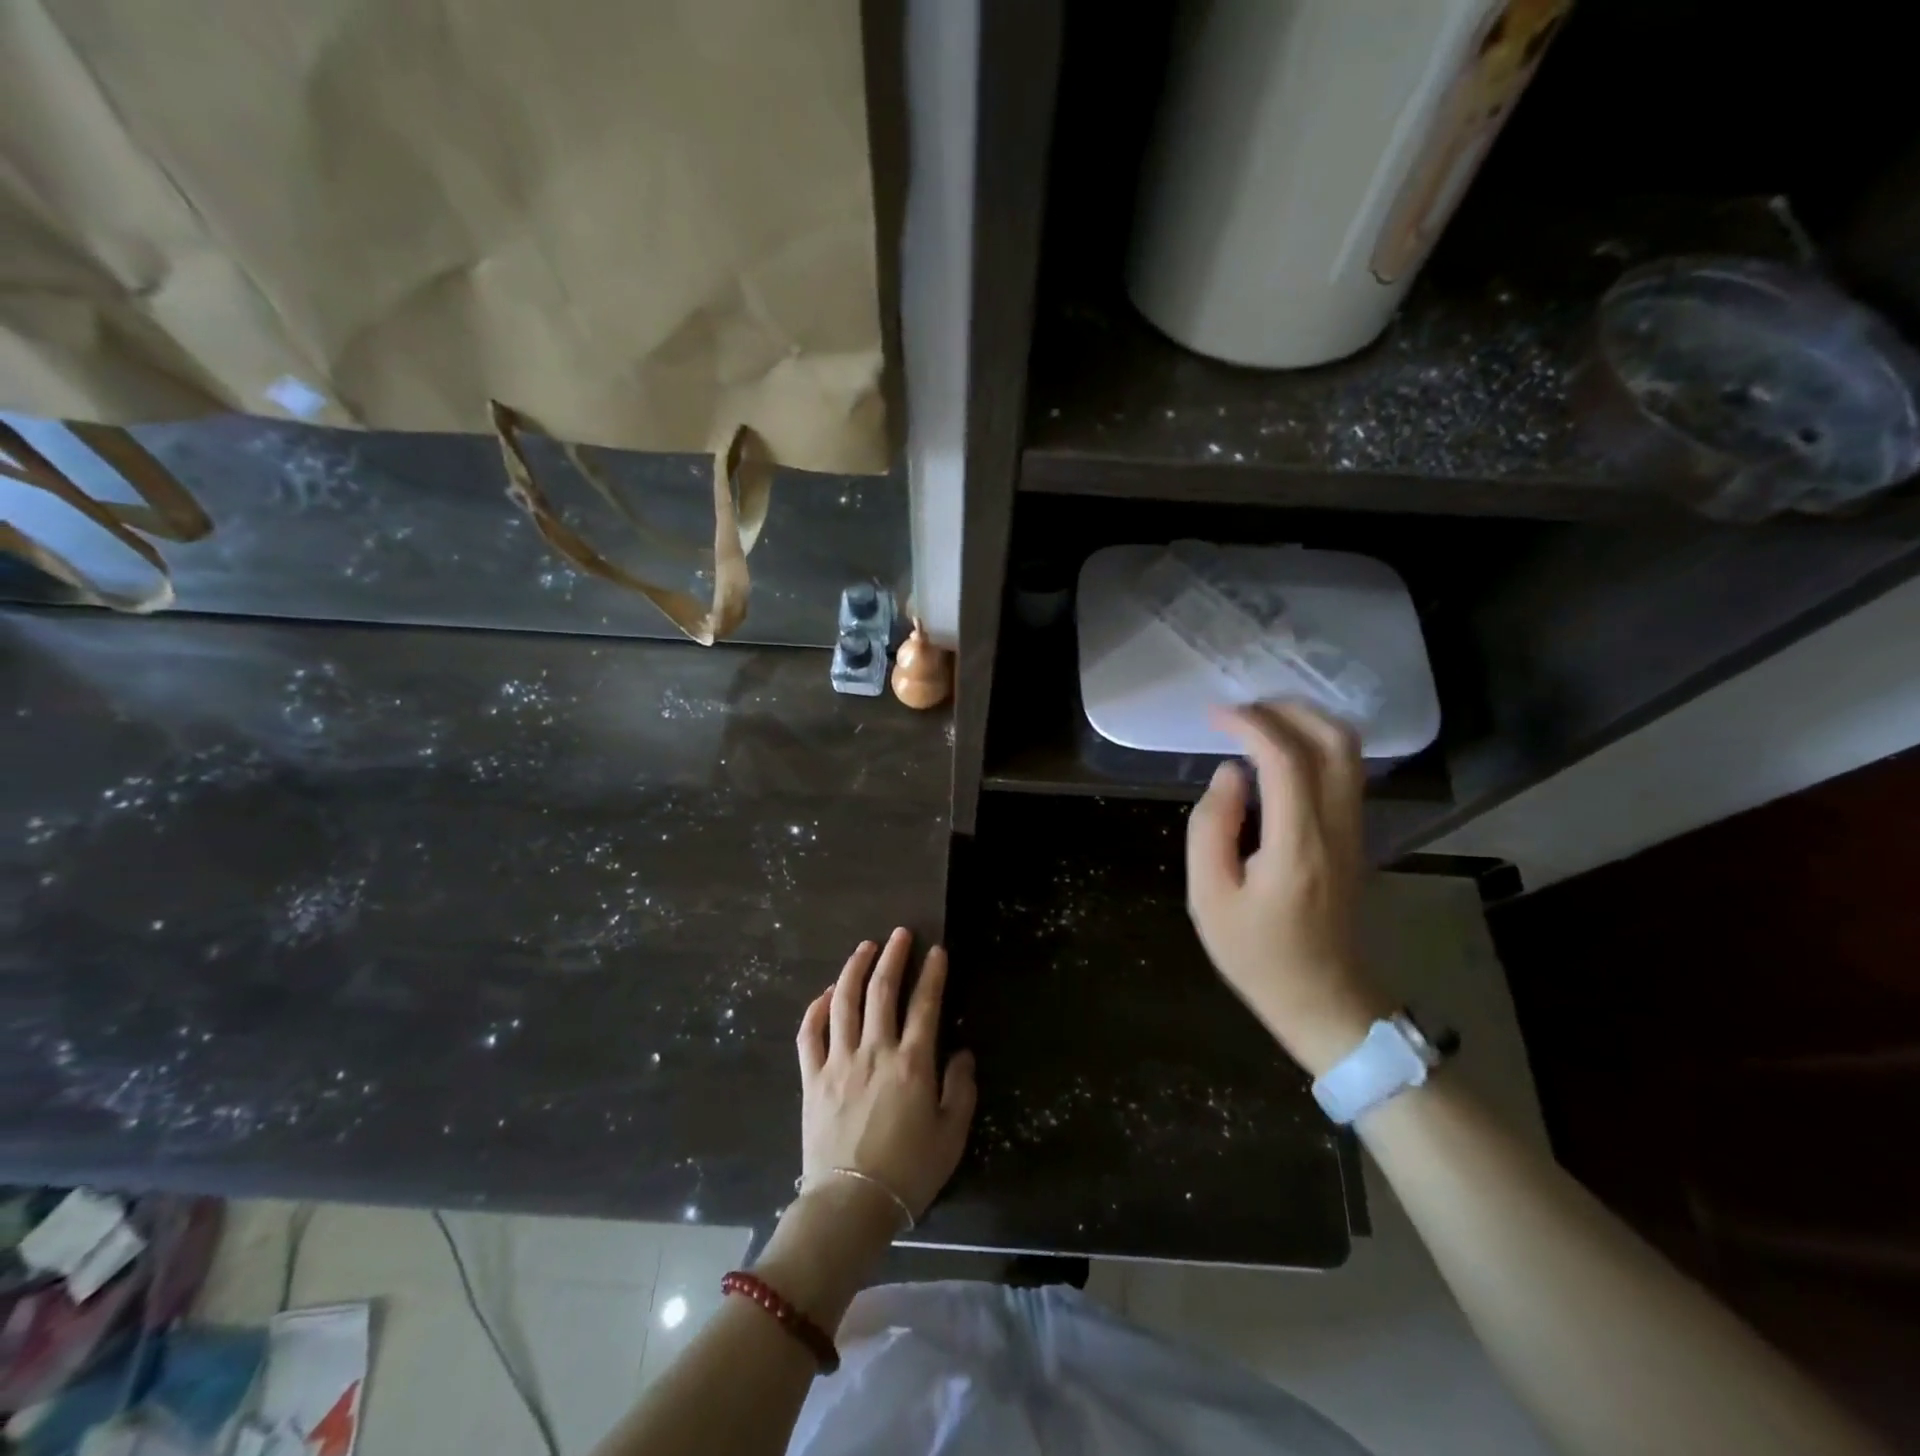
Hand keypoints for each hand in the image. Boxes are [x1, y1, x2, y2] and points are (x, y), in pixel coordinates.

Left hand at [795, 928, 976, 1220]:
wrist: (850, 1207)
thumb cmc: (909, 1173)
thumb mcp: (951, 1136)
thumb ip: (960, 1089)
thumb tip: (962, 1053)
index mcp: (912, 1064)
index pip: (925, 1005)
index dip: (932, 974)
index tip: (937, 951)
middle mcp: (874, 1052)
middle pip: (882, 991)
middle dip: (893, 956)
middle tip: (900, 934)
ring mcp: (838, 1062)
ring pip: (844, 1002)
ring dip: (854, 969)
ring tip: (864, 947)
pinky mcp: (812, 1078)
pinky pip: (810, 1034)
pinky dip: (817, 1008)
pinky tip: (828, 994)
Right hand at [1186, 703, 1390, 1076]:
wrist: (1324, 1000)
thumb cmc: (1258, 955)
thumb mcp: (1209, 898)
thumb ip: (1211, 828)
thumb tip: (1229, 774)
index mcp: (1298, 845)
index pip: (1285, 759)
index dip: (1250, 724)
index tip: (1215, 715)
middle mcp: (1337, 827)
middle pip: (1335, 741)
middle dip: (1288, 710)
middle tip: (1241, 709)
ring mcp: (1355, 831)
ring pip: (1349, 753)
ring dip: (1306, 722)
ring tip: (1257, 722)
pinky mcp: (1356, 837)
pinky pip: (1345, 772)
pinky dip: (1315, 745)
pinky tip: (1279, 754)